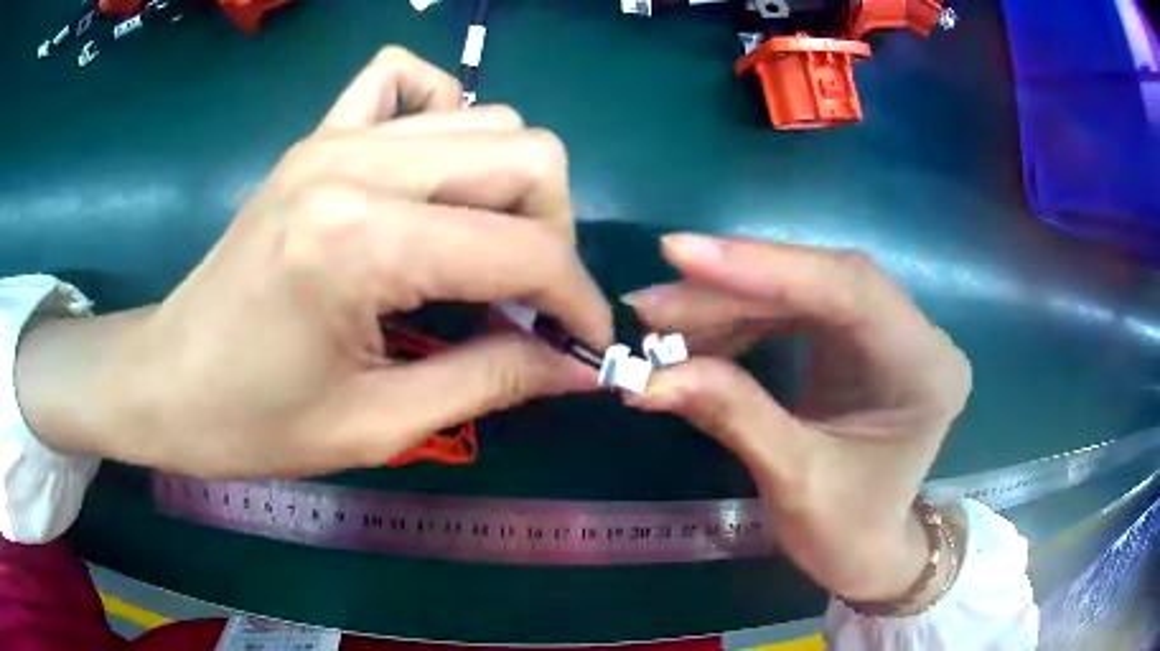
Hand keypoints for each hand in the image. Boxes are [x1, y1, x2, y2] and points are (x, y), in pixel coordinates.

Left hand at [16, 47, 611, 477]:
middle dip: (552, 234)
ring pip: (486, 118)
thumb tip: (579, 366)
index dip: (577, 301)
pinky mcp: (319, 135)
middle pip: (524, 152)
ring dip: (510, 189)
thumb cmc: (251, 423)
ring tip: (481, 255)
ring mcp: (336, 136)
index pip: (525, 248)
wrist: (165, 381)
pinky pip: (405, 81)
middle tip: (524, 303)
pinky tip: (430, 174)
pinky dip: (443, 114)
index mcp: (361, 242)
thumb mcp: (376, 426)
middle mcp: (357, 162)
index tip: (587, 347)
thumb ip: (492, 380)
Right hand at [623, 234, 970, 604]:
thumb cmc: (846, 531)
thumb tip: (646, 377)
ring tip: (663, 321)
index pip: (850, 290)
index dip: (764, 268)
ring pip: (804, 289)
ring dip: (729, 302)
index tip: (680, 256)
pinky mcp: (859, 338)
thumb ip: (730, 414)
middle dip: (733, 287)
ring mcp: (888, 331)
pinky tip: (699, 335)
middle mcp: (916, 334)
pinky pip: (797, 310)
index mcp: (925, 368)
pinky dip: (742, 319)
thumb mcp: (792, 479)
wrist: (866, 551)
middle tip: (654, 303)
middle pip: (823, 280)